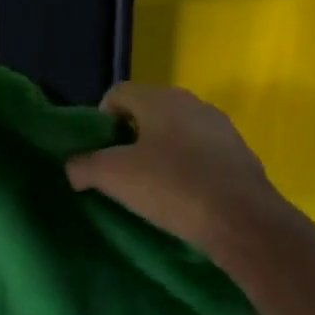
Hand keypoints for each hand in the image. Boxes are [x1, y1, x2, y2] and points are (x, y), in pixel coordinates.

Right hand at [65, 83, 285, 258]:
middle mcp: (192, 103)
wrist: (242, 220)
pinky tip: (182, 197)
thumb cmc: (171, 188)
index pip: (117, 94)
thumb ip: (84, 166)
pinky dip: (185, 168)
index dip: (100, 121)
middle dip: (129, 138)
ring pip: (176, 133)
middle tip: (119, 172)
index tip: (97, 153)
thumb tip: (73, 167)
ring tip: (150, 188)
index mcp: (160, 98)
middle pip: (148, 112)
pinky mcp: (238, 155)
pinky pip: (200, 154)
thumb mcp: (114, 177)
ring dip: (158, 154)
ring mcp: (220, 128)